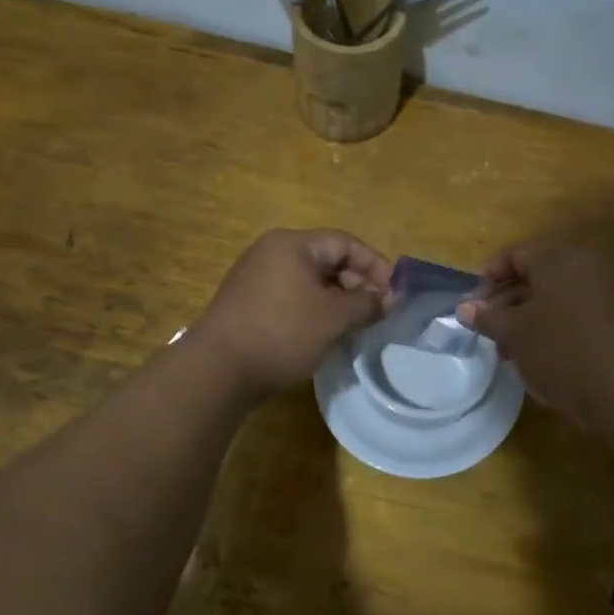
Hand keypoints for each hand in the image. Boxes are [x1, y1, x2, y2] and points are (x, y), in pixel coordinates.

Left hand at [192, 229, 391, 398]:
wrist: (218, 370)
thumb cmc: (283, 333)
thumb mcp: (334, 318)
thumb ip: (367, 304)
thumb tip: (389, 299)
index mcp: (293, 244)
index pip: (346, 243)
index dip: (376, 266)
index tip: (395, 294)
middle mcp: (272, 253)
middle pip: (328, 260)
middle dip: (358, 285)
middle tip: (378, 314)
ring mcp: (257, 278)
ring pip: (311, 282)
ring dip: (338, 301)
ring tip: (357, 327)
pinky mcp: (249, 304)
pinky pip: (293, 298)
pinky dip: (315, 311)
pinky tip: (325, 336)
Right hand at [457, 244, 613, 426]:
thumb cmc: (558, 349)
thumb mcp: (513, 332)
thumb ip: (487, 316)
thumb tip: (464, 308)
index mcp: (558, 259)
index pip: (515, 254)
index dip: (488, 274)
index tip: (471, 301)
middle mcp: (582, 268)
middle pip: (533, 275)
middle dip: (504, 300)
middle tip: (483, 326)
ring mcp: (600, 294)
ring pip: (550, 298)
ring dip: (523, 318)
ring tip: (503, 347)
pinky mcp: (610, 321)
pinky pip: (569, 314)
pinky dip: (546, 327)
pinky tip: (530, 354)